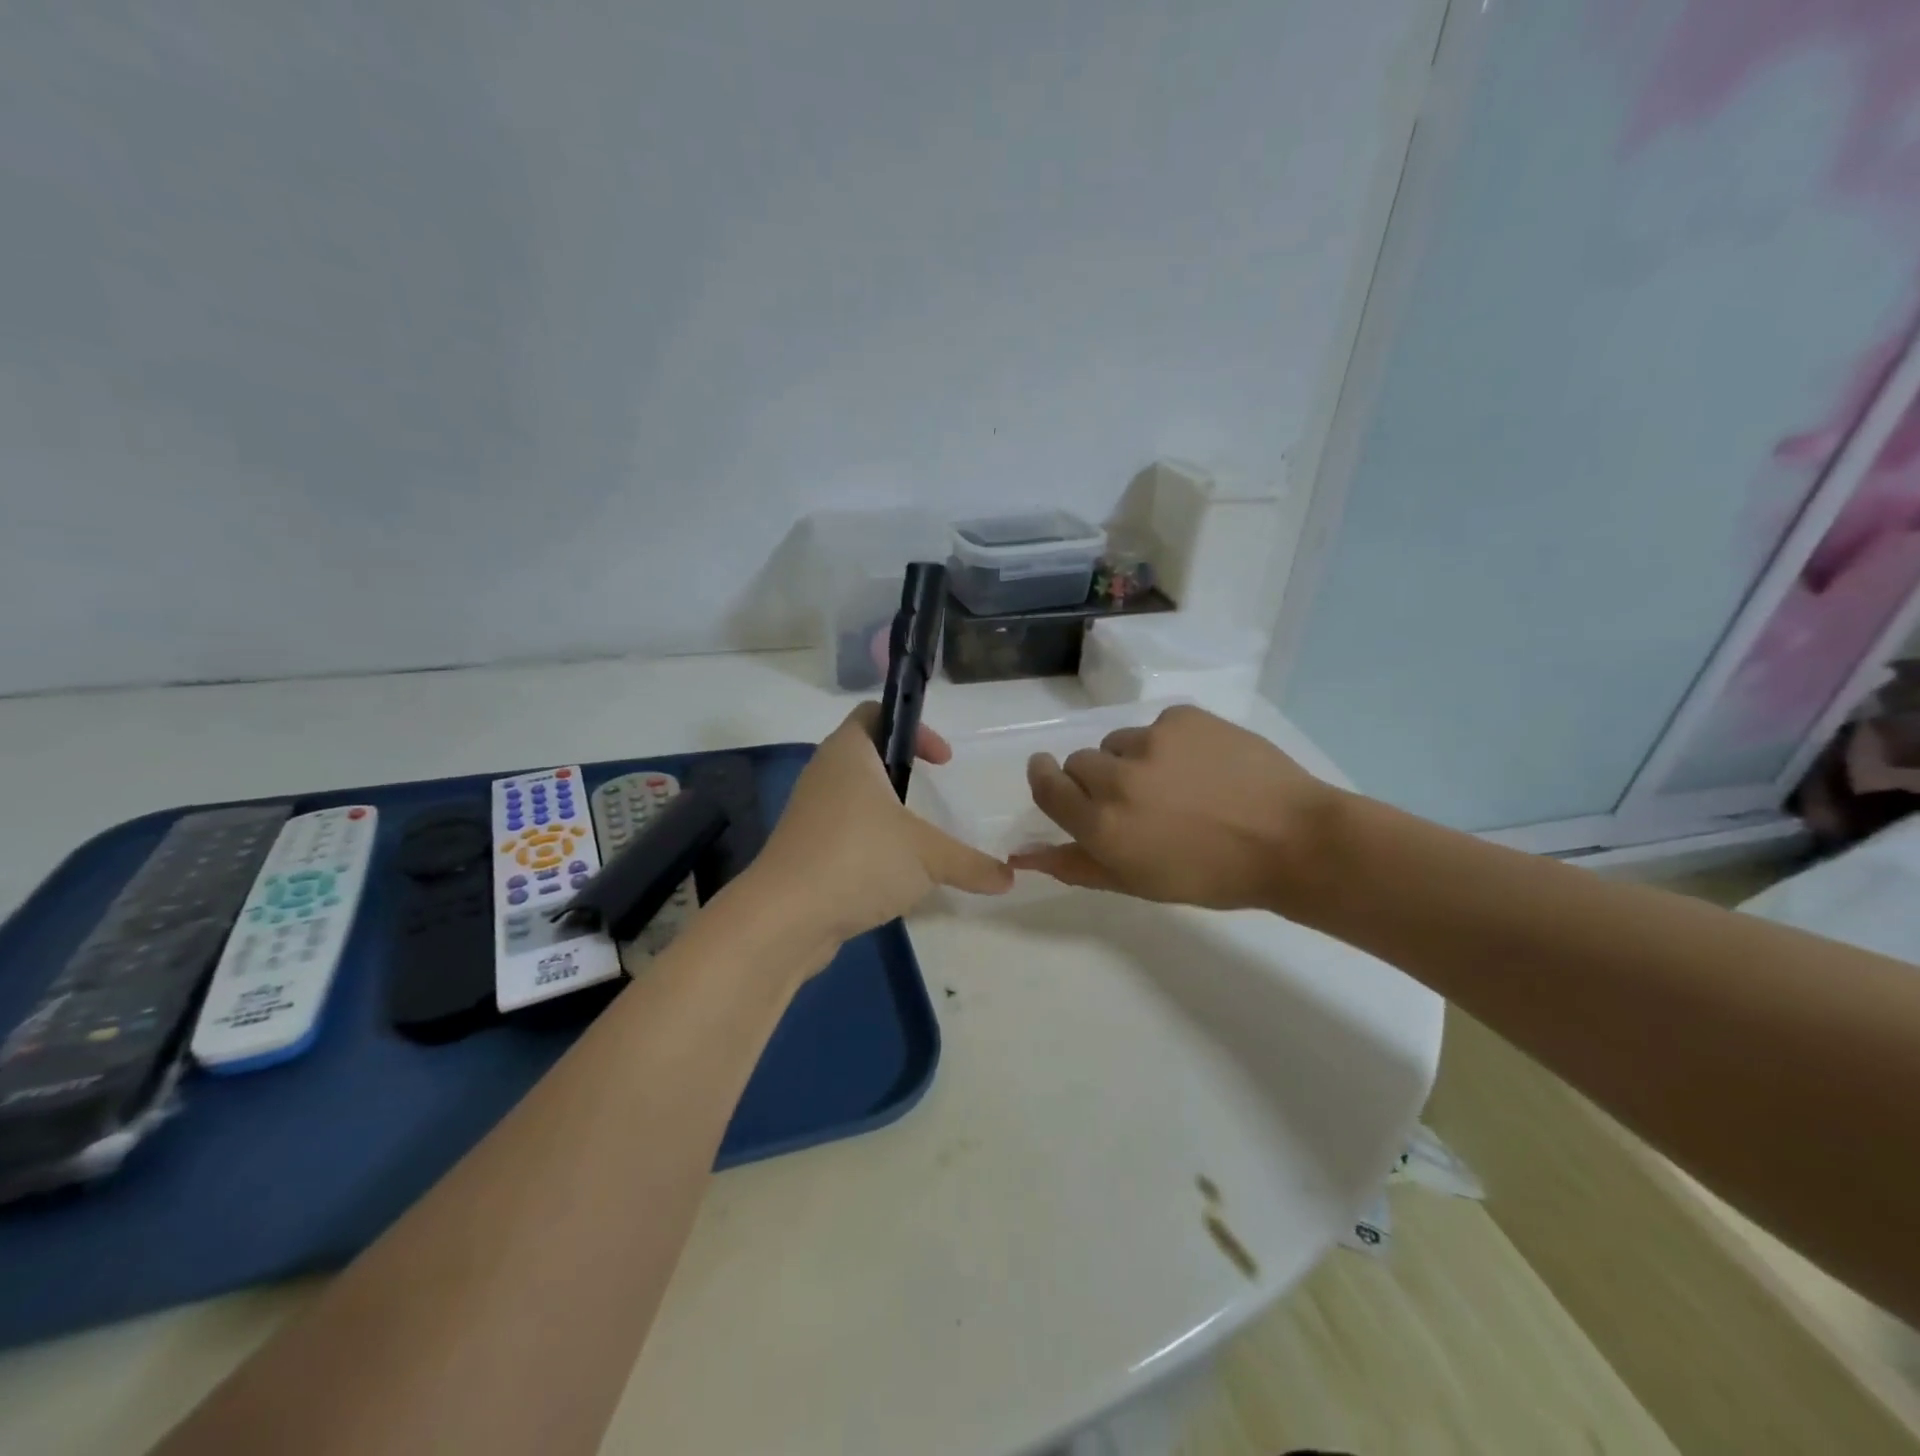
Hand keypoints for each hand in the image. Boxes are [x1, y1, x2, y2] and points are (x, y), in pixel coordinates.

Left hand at [741, 704, 1012, 963]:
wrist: (785, 918)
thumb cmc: (859, 859)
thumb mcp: (927, 857)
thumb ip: (971, 863)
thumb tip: (1009, 878)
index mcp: (849, 753)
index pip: (876, 713)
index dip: (914, 728)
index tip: (943, 760)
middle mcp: (824, 774)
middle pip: (866, 755)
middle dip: (902, 772)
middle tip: (932, 795)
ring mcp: (810, 814)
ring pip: (854, 798)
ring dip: (886, 812)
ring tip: (917, 840)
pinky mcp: (805, 850)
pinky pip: (843, 833)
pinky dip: (870, 844)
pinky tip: (893, 876)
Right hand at [1010, 705, 1337, 910]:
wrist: (1291, 840)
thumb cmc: (1212, 875)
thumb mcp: (1138, 882)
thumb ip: (1076, 864)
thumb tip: (1024, 853)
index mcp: (1102, 825)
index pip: (1047, 788)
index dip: (1046, 779)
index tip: (1053, 777)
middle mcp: (1116, 778)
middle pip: (1079, 762)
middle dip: (1096, 779)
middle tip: (1137, 799)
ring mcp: (1150, 741)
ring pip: (1118, 743)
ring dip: (1132, 760)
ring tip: (1178, 783)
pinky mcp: (1182, 718)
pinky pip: (1157, 726)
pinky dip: (1170, 743)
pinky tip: (1204, 766)